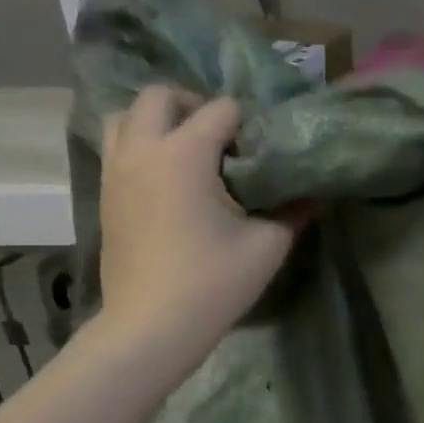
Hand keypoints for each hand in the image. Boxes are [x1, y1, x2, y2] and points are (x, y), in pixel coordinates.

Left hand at [95, 87, 301, 381]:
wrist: (151, 326)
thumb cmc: (213, 283)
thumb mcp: (268, 245)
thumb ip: (295, 211)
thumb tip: (318, 192)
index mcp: (184, 154)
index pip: (221, 109)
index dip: (247, 122)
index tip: (262, 151)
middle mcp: (143, 150)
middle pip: (160, 96)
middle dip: (194, 105)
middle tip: (222, 138)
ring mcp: (116, 170)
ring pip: (125, 117)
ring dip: (158, 121)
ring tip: (188, 150)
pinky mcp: (105, 193)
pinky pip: (117, 147)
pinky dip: (141, 145)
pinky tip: (169, 179)